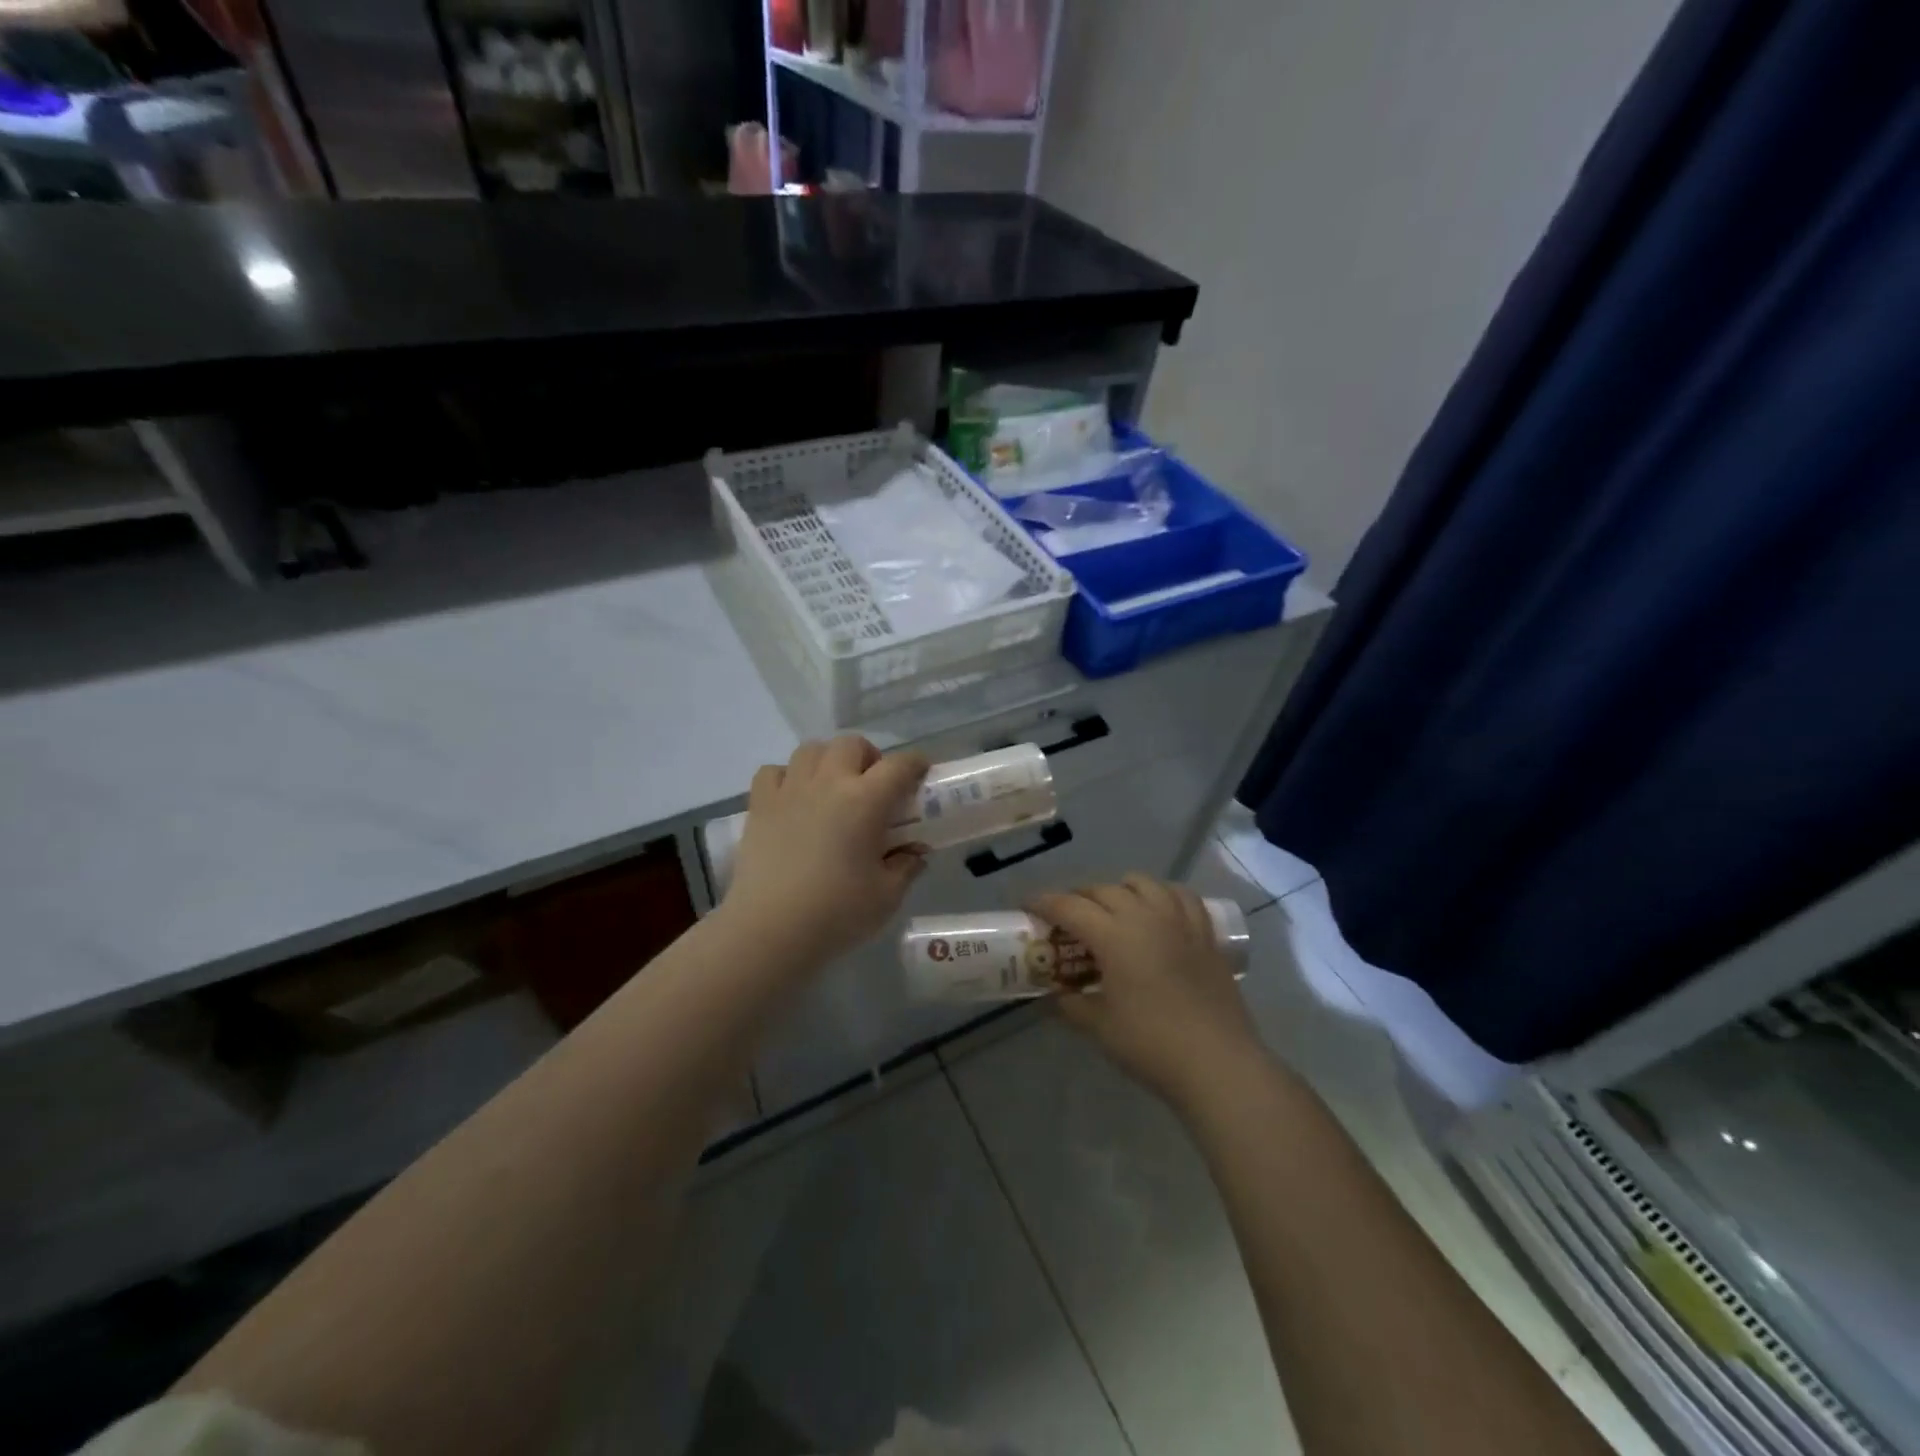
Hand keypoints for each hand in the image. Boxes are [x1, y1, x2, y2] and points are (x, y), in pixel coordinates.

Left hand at [722, 736, 929, 967]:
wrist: (769, 931)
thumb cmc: (836, 914)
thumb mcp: (887, 896)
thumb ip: (906, 867)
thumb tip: (915, 853)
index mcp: (865, 801)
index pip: (899, 766)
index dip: (916, 765)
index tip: (921, 774)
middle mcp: (828, 783)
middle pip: (852, 745)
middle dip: (869, 757)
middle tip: (874, 787)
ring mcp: (790, 790)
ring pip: (811, 750)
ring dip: (829, 761)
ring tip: (833, 789)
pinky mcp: (759, 805)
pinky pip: (774, 771)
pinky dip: (787, 777)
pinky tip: (794, 800)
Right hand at [1033, 875, 1265, 1111]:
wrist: (1217, 1063)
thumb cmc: (1151, 1044)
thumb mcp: (1099, 1027)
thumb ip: (1071, 1005)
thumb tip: (1054, 995)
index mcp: (1114, 935)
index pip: (1069, 906)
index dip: (1044, 902)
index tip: (1028, 906)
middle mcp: (1145, 916)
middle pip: (1103, 890)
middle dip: (1079, 897)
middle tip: (1066, 917)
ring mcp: (1179, 921)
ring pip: (1143, 884)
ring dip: (1119, 889)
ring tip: (1112, 908)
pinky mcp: (1205, 934)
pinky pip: (1181, 896)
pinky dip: (1162, 894)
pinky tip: (1158, 910)